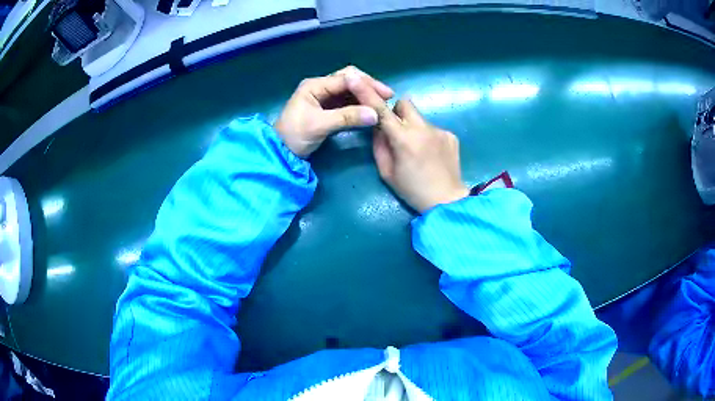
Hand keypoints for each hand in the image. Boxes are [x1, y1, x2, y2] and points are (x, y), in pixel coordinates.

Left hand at [274, 66, 393, 157]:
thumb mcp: (320, 125)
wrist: (281, 153)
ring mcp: (323, 97)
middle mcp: (320, 87)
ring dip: (364, 95)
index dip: (367, 84)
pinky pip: (346, 101)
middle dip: (367, 86)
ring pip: (349, 90)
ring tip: (381, 103)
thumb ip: (347, 117)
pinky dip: (358, 104)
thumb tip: (375, 114)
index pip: (346, 78)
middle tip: (386, 97)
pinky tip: (369, 110)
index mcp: (315, 85)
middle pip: (349, 80)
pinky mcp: (326, 108)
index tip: (386, 94)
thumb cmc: (295, 136)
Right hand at [347, 75, 468, 212]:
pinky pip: (433, 129)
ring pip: (419, 118)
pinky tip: (432, 155)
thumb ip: (379, 145)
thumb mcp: (386, 172)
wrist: (447, 201)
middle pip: (404, 104)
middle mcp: (422, 129)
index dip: (366, 93)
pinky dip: (428, 137)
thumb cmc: (412, 190)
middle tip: (397, 132)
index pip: (380, 111)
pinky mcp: (451, 136)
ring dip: (413, 127)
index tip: (355, 78)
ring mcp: (440, 131)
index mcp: (403, 139)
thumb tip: (378, 127)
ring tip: (418, 150)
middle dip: (397, 113)